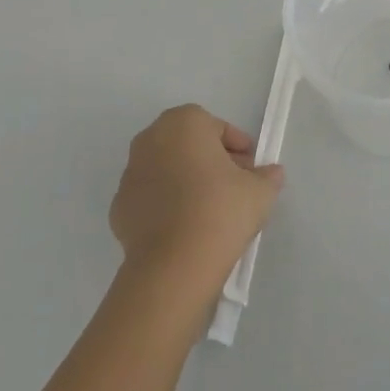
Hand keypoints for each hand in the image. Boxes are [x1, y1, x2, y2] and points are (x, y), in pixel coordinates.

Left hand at [110, 105, 284, 297]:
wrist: (173, 267)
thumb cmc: (220, 211)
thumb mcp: (260, 191)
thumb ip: (268, 176)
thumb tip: (271, 174)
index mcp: (184, 123)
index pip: (217, 127)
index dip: (238, 148)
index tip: (251, 170)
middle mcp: (151, 139)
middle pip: (189, 145)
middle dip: (211, 161)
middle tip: (233, 187)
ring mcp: (130, 175)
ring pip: (167, 170)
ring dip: (186, 182)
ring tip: (209, 212)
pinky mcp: (118, 209)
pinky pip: (151, 199)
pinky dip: (166, 206)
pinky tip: (185, 229)